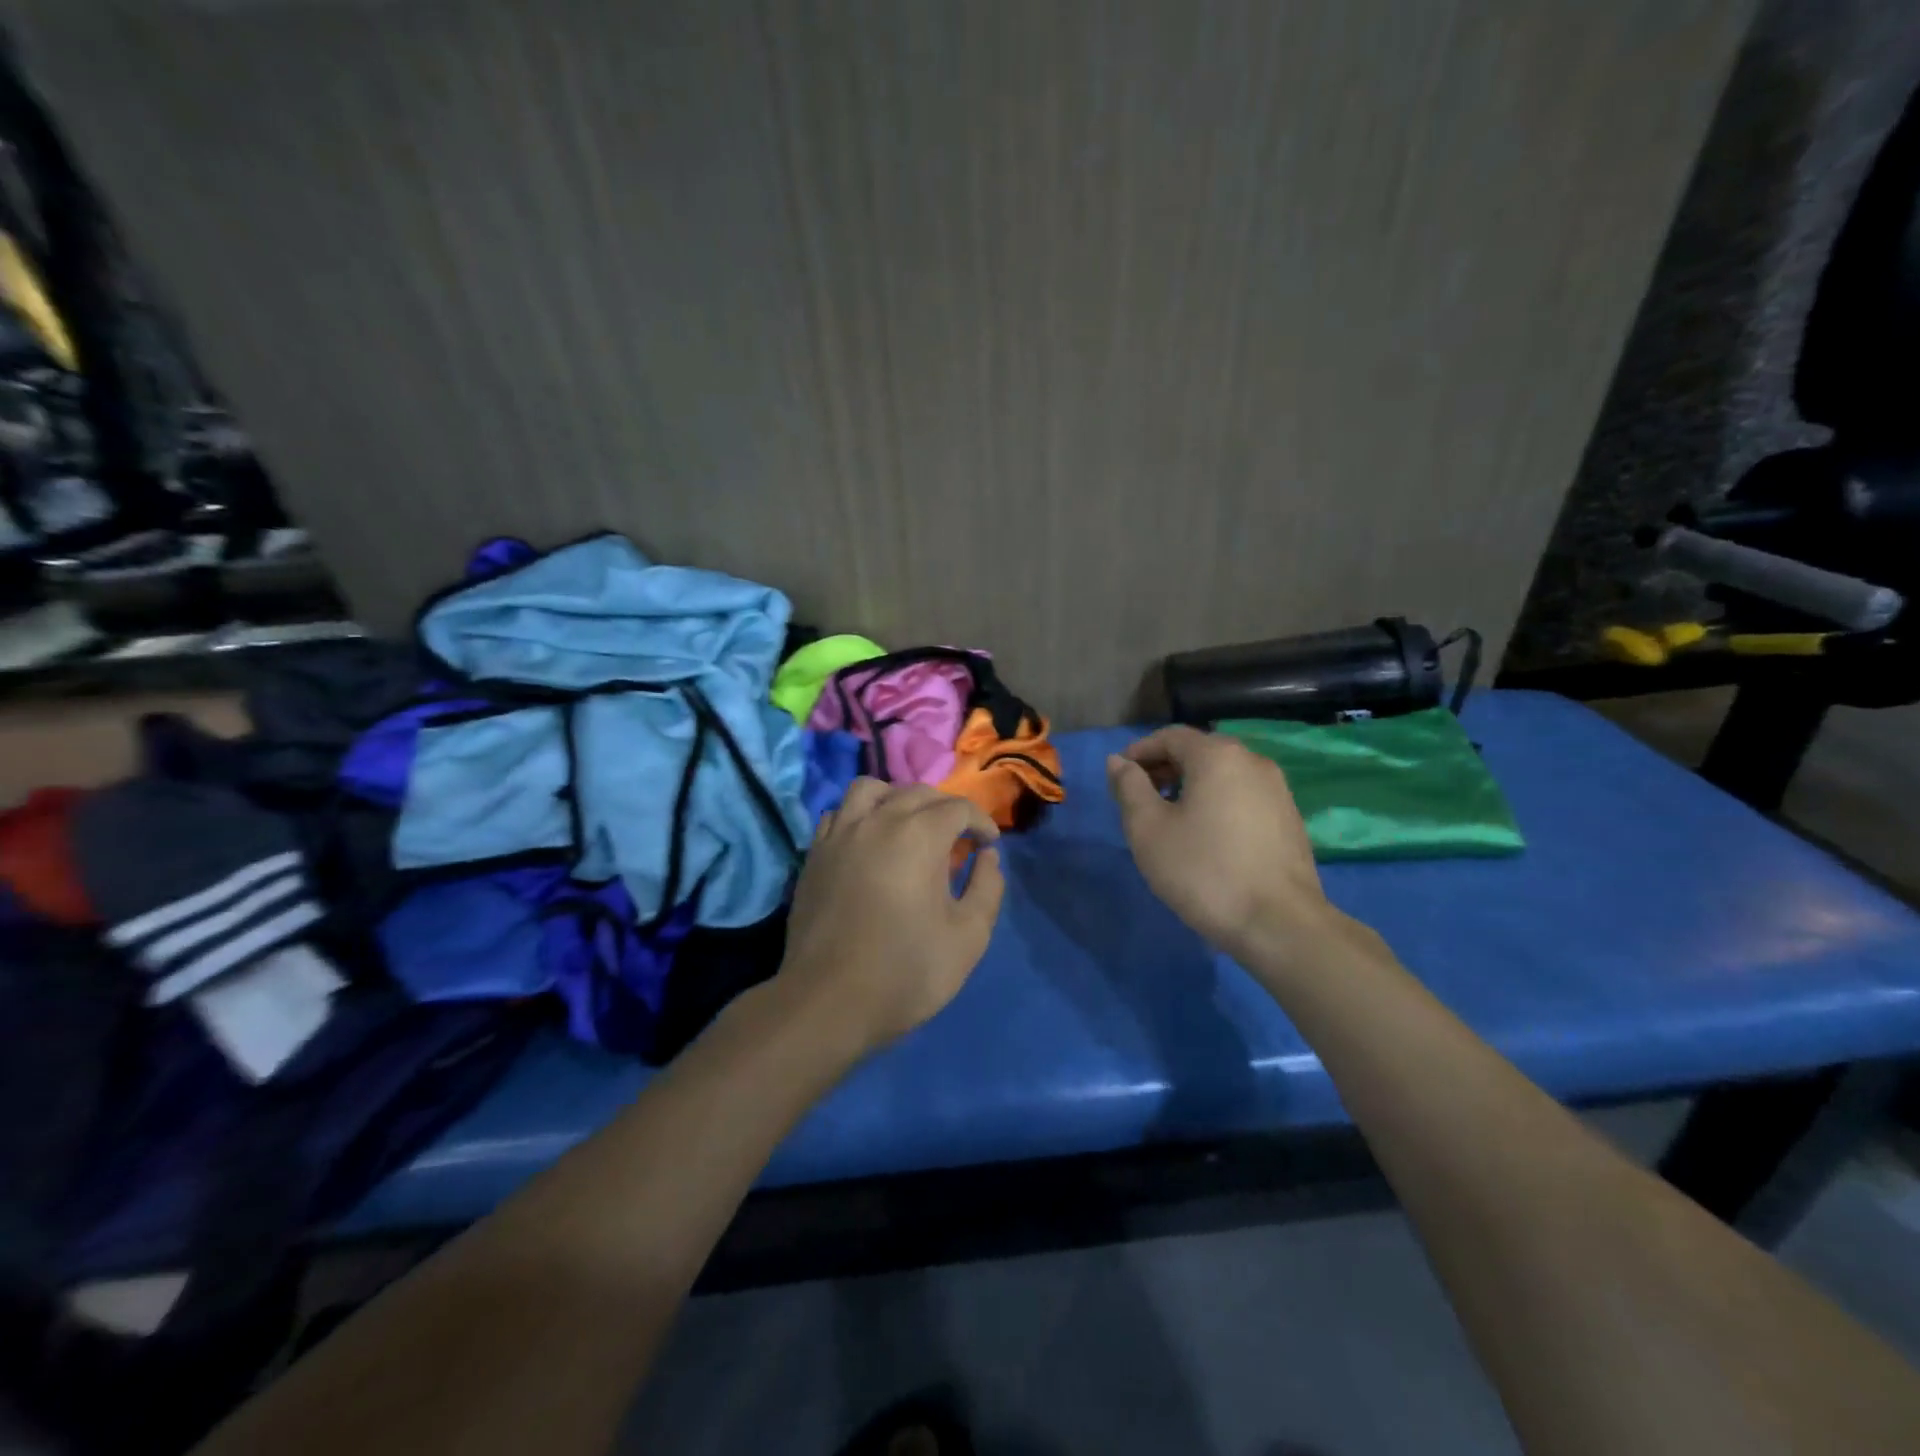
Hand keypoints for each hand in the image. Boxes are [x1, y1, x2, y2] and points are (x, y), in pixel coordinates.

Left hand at [780, 779, 1005, 1053]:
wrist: (828, 1002)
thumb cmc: (906, 970)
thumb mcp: (969, 936)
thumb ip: (987, 888)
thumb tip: (987, 857)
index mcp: (919, 835)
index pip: (958, 807)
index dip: (980, 822)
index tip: (988, 845)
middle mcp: (877, 820)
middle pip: (917, 792)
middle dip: (945, 809)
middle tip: (957, 839)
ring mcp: (840, 833)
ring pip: (871, 789)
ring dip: (897, 798)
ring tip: (909, 827)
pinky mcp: (815, 853)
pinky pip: (839, 813)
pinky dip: (860, 816)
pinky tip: (869, 842)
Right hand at [1106, 726, 1340, 962]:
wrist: (1279, 924)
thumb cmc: (1204, 871)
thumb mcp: (1148, 829)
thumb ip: (1129, 788)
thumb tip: (1118, 762)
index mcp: (1217, 755)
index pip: (1170, 736)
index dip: (1139, 751)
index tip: (1119, 777)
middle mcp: (1253, 761)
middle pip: (1199, 751)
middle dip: (1164, 767)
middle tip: (1139, 798)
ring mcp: (1278, 790)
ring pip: (1223, 774)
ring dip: (1191, 786)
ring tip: (1169, 819)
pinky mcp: (1289, 819)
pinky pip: (1243, 796)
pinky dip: (1217, 802)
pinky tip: (1206, 836)